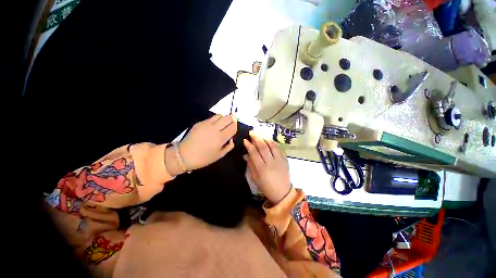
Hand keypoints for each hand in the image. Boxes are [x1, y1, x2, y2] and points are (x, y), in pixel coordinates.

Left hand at [179, 114, 236, 170]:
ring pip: (219, 115)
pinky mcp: (200, 123)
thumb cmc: (204, 158)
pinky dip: (215, 120)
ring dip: (223, 118)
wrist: (184, 155)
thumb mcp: (219, 155)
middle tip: (232, 122)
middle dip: (232, 119)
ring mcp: (206, 124)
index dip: (235, 126)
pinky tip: (213, 126)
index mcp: (221, 138)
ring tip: (222, 123)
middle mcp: (215, 129)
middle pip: (227, 118)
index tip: (234, 128)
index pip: (233, 127)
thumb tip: (231, 138)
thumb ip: (229, 146)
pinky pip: (211, 118)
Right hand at [243, 131, 291, 204]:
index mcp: (262, 169)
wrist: (282, 192)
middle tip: (252, 133)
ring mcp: (279, 160)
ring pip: (272, 145)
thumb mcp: (255, 178)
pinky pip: (280, 149)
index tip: (245, 140)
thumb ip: (250, 165)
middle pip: (263, 147)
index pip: (254, 153)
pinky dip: (274, 143)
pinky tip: (270, 141)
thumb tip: (245, 155)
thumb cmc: (266, 187)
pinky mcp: (285, 160)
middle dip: (256, 138)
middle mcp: (271, 163)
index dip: (249, 145)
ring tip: (261, 135)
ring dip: (266, 138)